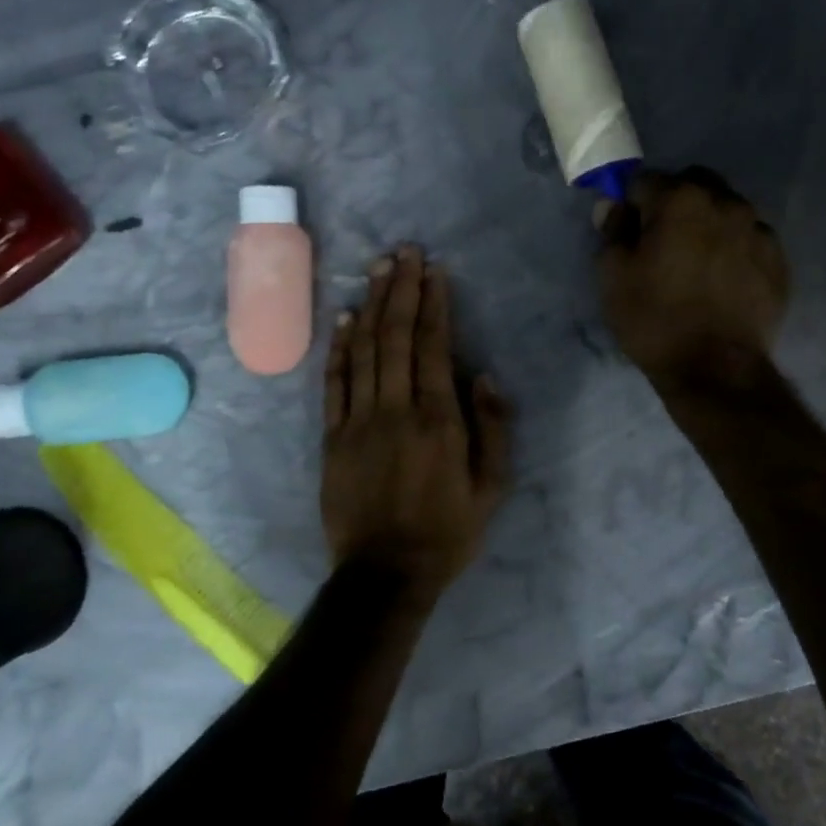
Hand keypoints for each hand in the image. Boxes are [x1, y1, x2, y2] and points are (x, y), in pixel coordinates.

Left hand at [321, 245, 512, 600]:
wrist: (384, 573)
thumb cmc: (446, 531)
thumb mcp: (492, 488)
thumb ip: (493, 429)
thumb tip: (482, 376)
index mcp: (438, 419)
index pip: (432, 345)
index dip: (432, 303)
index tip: (433, 270)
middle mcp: (395, 408)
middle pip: (395, 336)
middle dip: (400, 289)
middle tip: (403, 251)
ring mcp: (358, 420)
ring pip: (363, 350)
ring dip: (369, 305)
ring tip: (376, 269)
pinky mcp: (332, 436)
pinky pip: (333, 382)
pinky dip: (338, 347)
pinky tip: (342, 318)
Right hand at [597, 167, 789, 390]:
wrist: (716, 369)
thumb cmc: (654, 319)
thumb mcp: (613, 276)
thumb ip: (613, 230)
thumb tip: (614, 205)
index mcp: (681, 200)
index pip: (645, 181)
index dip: (631, 204)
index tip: (628, 231)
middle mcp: (726, 203)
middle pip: (693, 185)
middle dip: (674, 203)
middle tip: (662, 243)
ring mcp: (759, 230)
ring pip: (725, 210)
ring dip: (707, 224)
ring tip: (696, 263)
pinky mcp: (778, 260)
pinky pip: (749, 239)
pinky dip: (733, 248)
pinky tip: (722, 280)